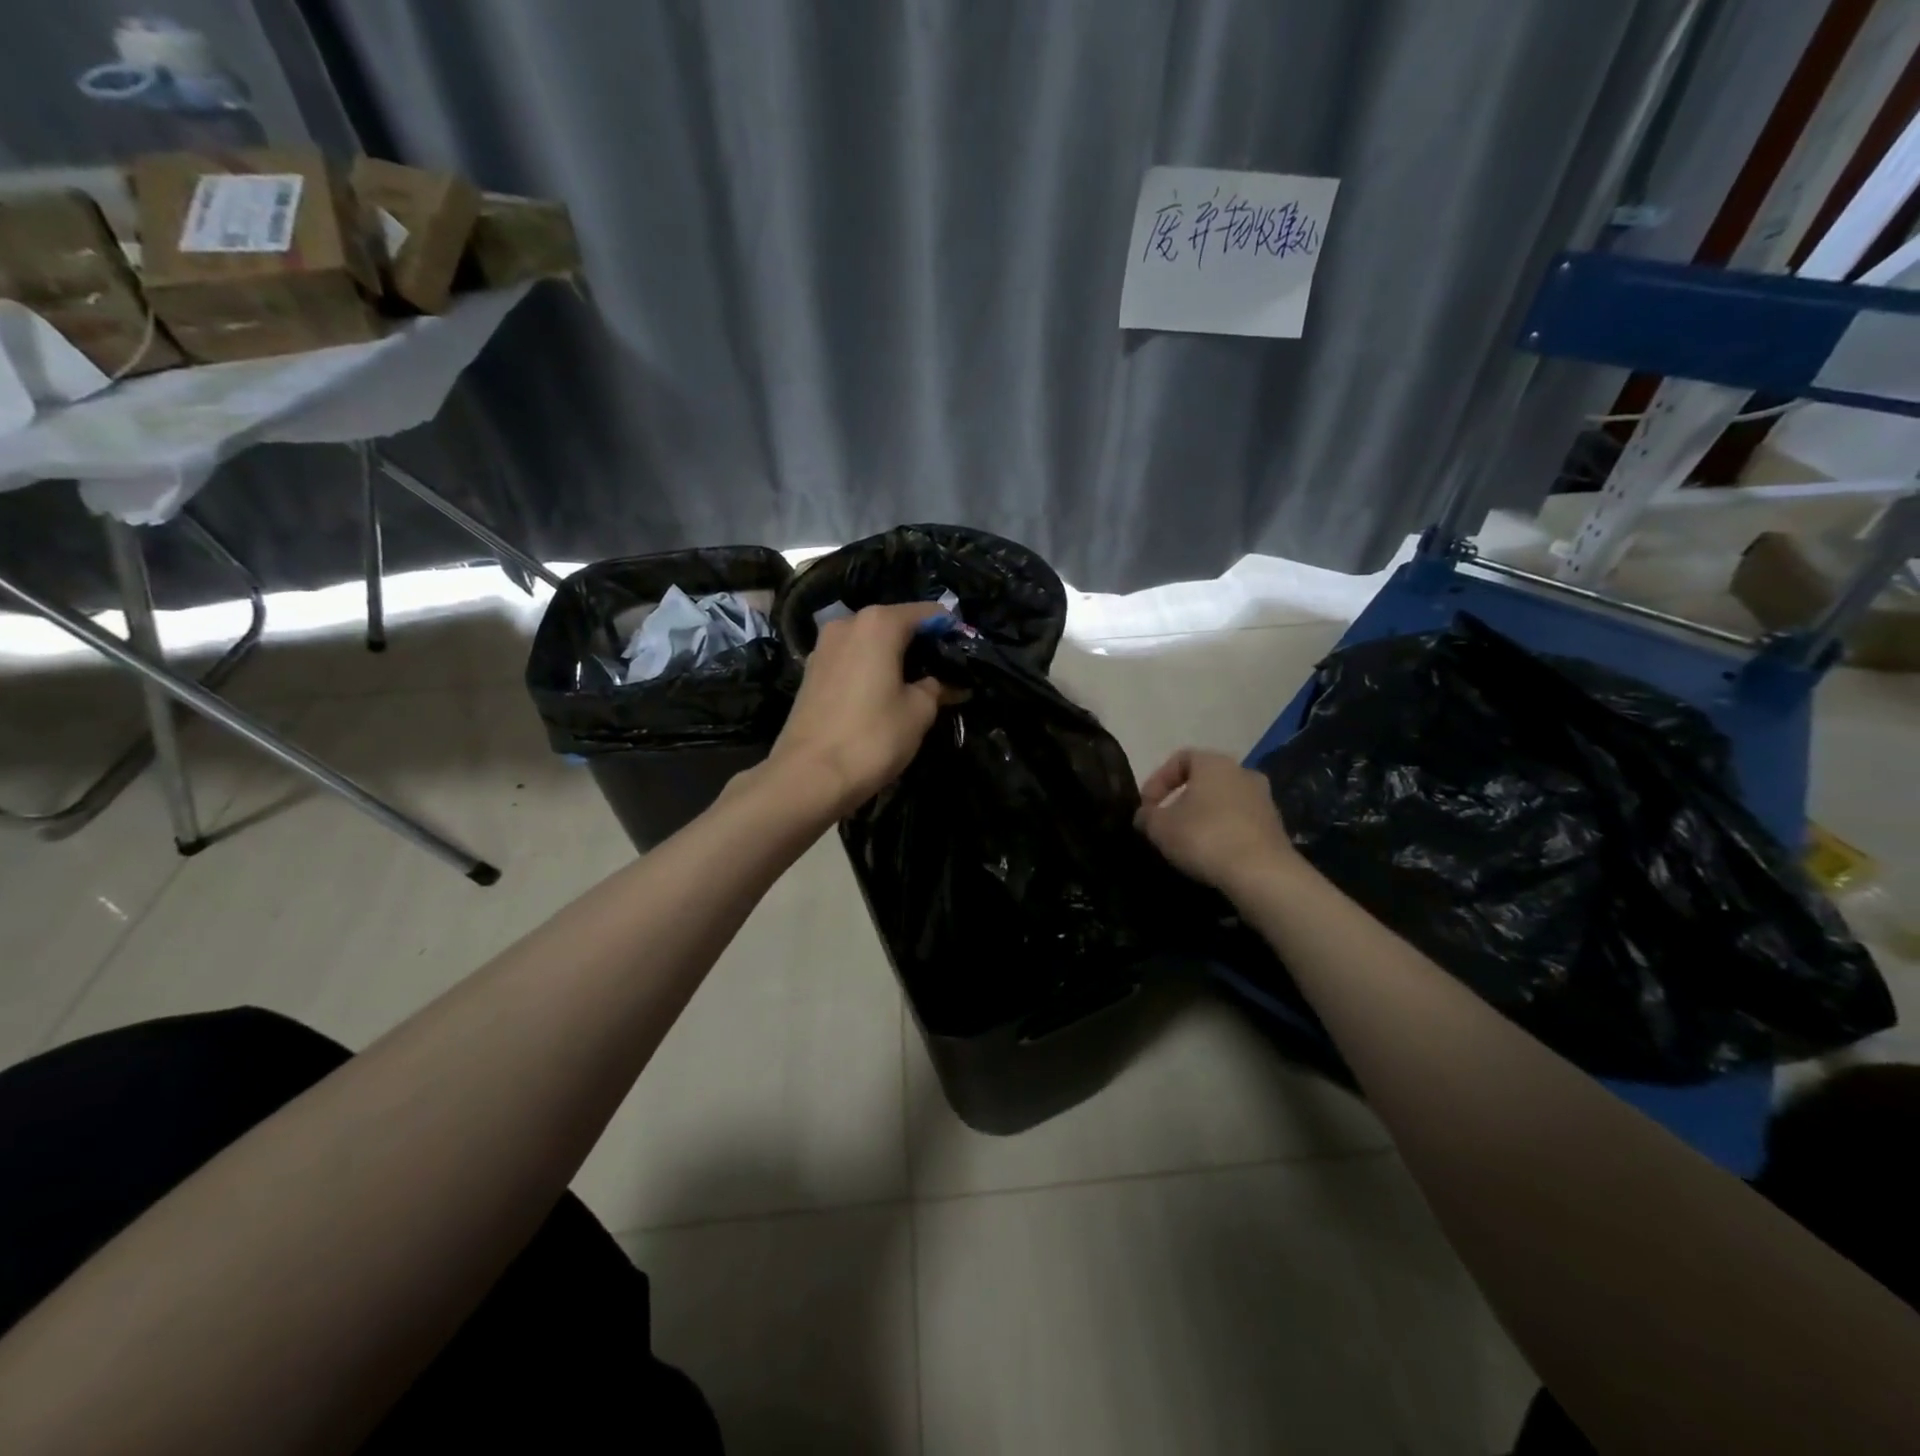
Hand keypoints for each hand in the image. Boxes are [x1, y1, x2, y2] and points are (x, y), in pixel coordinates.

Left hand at [764, 602, 956, 818]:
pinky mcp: (811, 672)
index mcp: (878, 623)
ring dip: (894, 658)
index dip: (950, 631)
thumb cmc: (873, 737)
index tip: (965, 653)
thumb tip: (944, 683)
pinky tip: (882, 694)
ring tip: (915, 686)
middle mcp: (847, 624)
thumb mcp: (919, 712)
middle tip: (944, 672)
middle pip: (895, 624)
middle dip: (920, 645)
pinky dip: (870, 669)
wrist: (809, 776)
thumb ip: (936, 688)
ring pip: (870, 643)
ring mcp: (824, 647)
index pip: (927, 613)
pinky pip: (851, 660)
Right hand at [1135, 748, 1300, 896]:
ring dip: (1204, 816)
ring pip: (1224, 802)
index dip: (1158, 780)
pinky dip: (1223, 832)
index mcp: (1214, 762)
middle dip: (1182, 799)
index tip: (1147, 806)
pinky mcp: (1275, 827)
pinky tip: (1212, 854)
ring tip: (1187, 842)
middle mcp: (1243, 772)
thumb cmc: (1204, 837)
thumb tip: (1144, 815)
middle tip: (1166, 822)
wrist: (1261, 873)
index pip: (1180, 759)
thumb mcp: (1160, 827)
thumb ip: (1147, 816)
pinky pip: (1240, 822)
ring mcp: (1264, 799)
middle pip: (1204, 780)